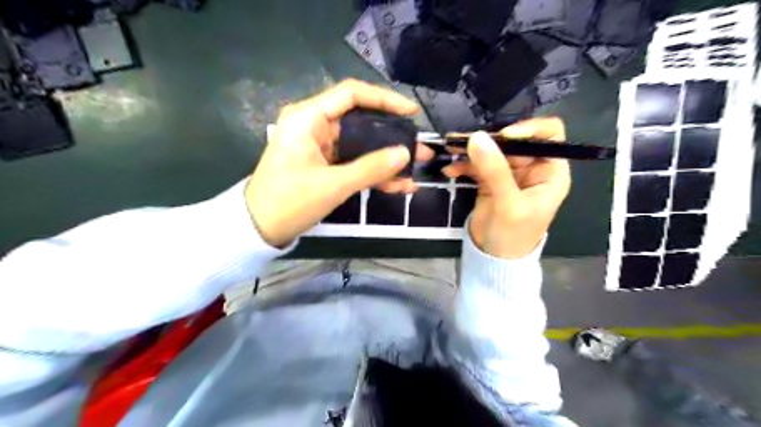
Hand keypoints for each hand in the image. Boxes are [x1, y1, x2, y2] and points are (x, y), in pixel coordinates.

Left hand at [246, 79, 432, 247]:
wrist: (259, 229)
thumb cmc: (290, 202)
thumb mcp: (334, 185)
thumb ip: (371, 168)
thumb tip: (405, 154)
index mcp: (308, 118)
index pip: (351, 94)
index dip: (384, 99)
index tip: (410, 113)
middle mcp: (314, 125)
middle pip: (360, 122)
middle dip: (392, 137)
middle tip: (419, 148)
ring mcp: (319, 146)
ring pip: (360, 146)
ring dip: (386, 160)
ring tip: (414, 172)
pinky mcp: (323, 164)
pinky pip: (353, 163)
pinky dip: (372, 173)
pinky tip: (398, 186)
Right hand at [440, 116, 569, 259]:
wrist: (493, 258)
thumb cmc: (513, 235)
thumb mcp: (507, 203)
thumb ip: (494, 170)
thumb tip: (476, 137)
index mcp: (549, 171)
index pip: (549, 136)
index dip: (529, 130)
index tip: (503, 135)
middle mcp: (532, 168)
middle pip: (514, 141)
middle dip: (490, 140)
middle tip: (463, 140)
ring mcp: (509, 174)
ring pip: (493, 151)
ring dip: (471, 150)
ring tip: (451, 148)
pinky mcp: (490, 181)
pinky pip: (477, 165)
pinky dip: (464, 165)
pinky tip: (450, 170)